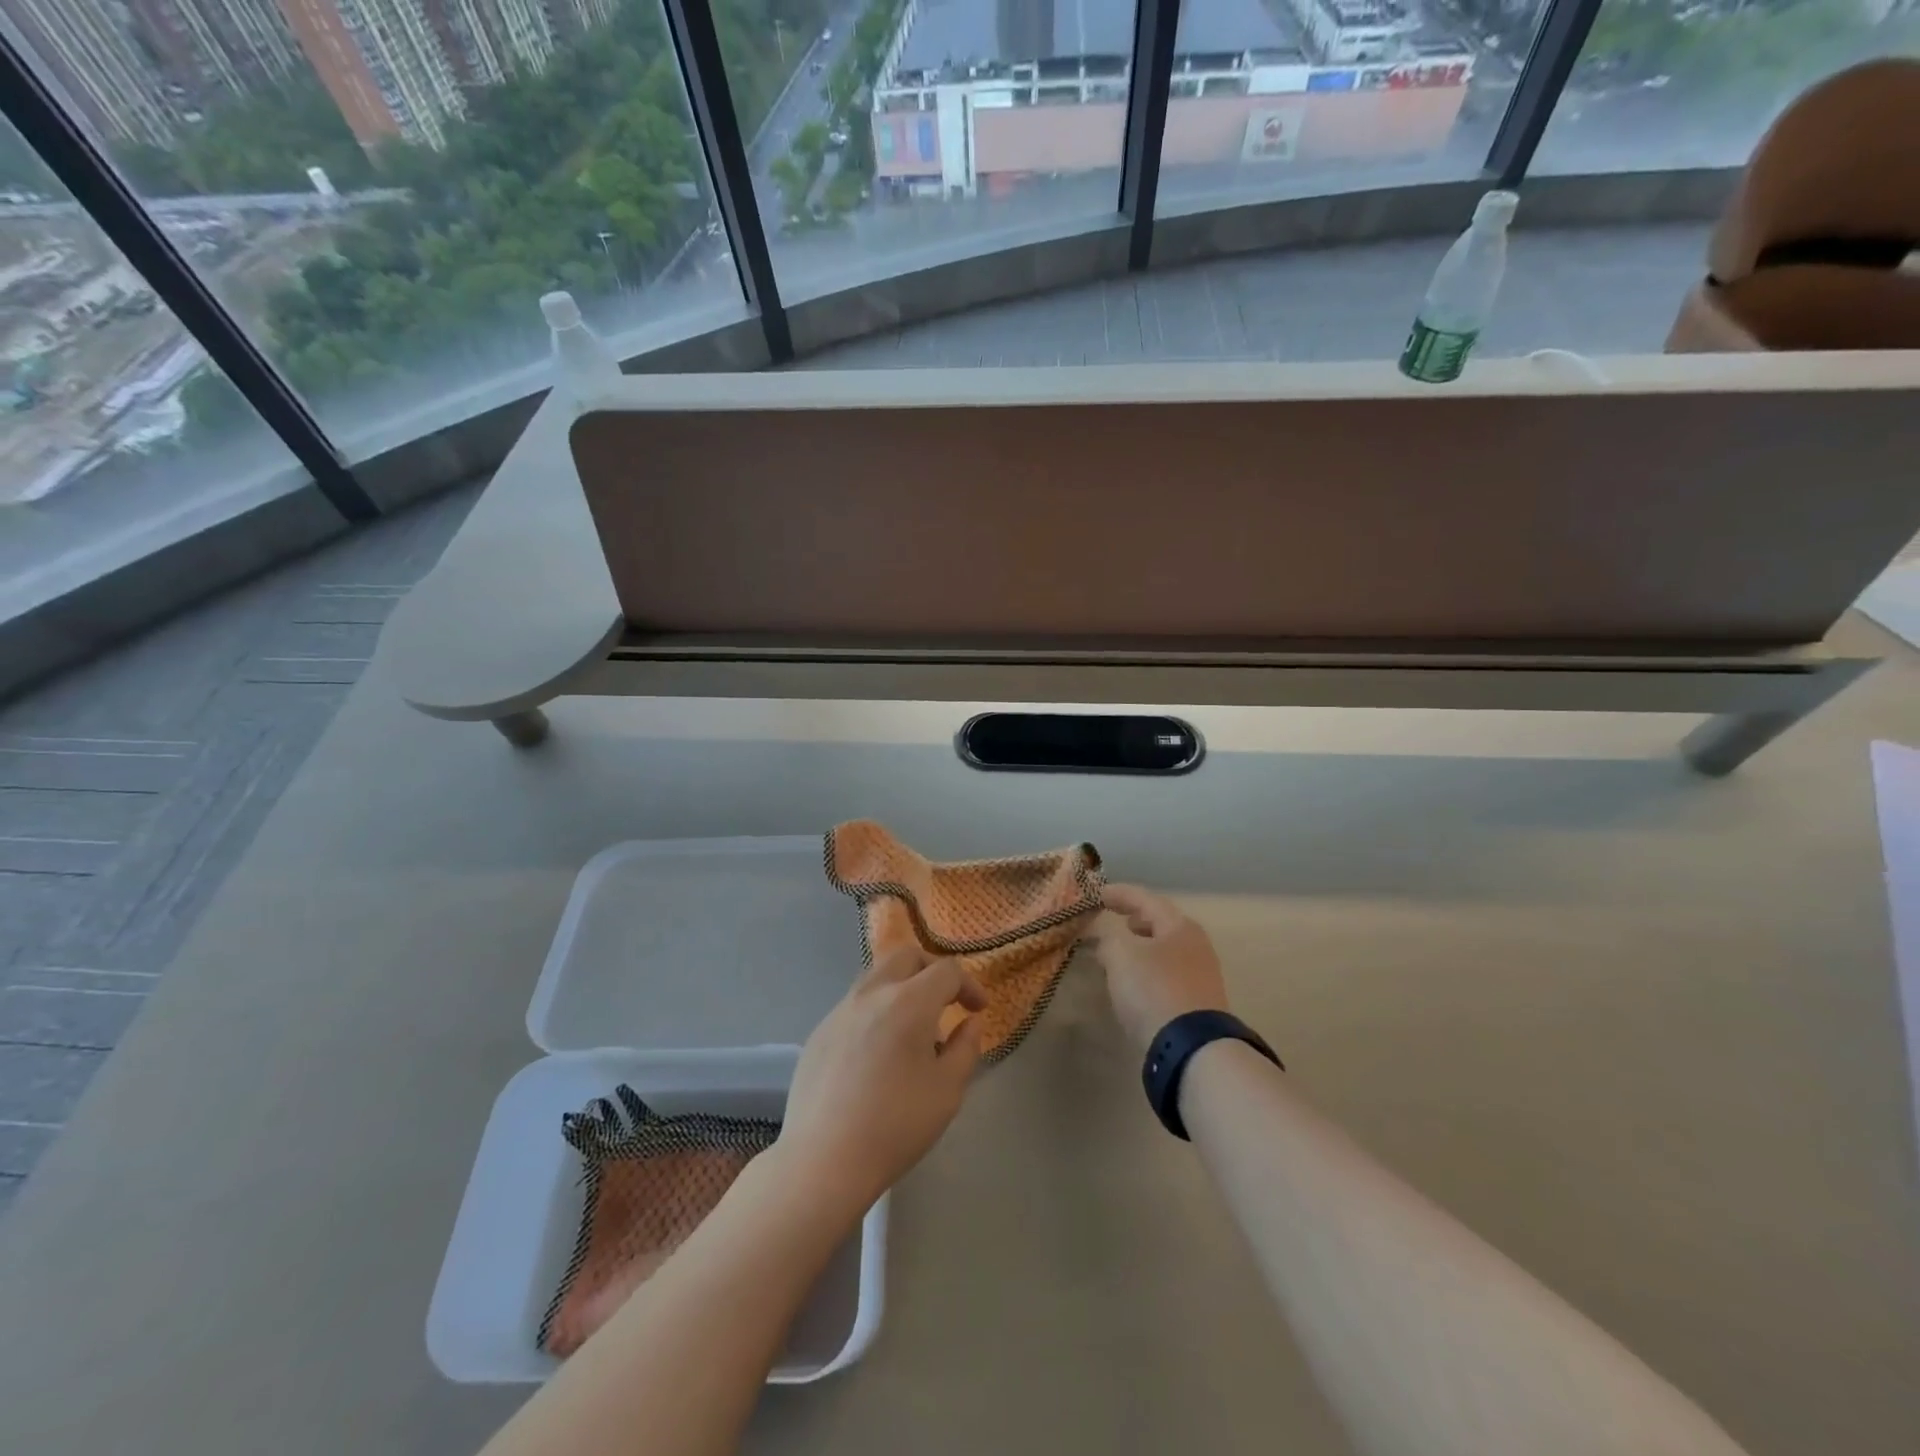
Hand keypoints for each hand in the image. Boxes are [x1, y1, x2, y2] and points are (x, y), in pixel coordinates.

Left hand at [775, 947, 986, 1218]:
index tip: (977, 1011)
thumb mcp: (948, 1090)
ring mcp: (841, 1009)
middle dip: (933, 970)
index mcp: (910, 1001)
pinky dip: (876, 1010)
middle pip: (907, 956)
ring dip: (902, 986)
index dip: (969, 985)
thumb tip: (970, 1022)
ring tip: (912, 1027)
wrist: (824, 1159)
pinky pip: (855, 1004)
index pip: (947, 971)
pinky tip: (878, 1051)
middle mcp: (873, 993)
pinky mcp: (820, 1031)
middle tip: (946, 1001)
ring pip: (877, 976)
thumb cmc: (896, 1125)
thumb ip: (966, 1047)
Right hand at [1093, 884, 1230, 1055]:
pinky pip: (1167, 975)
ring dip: (1140, 948)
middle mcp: (1195, 945)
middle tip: (1115, 921)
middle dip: (1135, 920)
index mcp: (1179, 925)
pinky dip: (1147, 970)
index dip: (1119, 894)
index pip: (1145, 899)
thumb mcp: (1120, 954)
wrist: (1191, 1048)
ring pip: (1164, 951)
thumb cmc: (1154, 989)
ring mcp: (1201, 975)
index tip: (1097, 894)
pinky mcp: (1197, 1004)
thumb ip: (1107, 937)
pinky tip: (1133, 983)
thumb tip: (1105, 938)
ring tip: (1118, 953)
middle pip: (1160, 924)